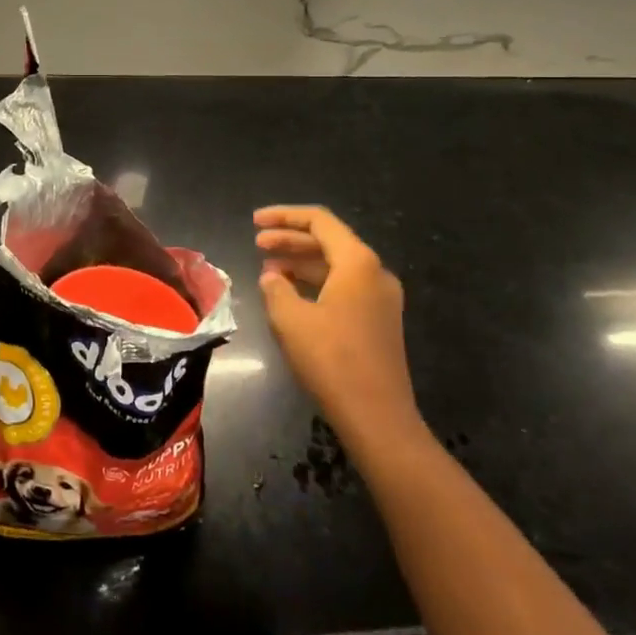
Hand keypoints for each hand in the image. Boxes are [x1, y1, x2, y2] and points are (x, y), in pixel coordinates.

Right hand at [254, 205, 425, 441]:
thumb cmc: (332, 360)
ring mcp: (381, 299)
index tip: (255, 222)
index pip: (319, 221)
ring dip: (301, 262)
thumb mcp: (291, 319)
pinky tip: (291, 295)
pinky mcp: (379, 321)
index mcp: (358, 263)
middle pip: (328, 241)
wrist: (378, 418)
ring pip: (335, 266)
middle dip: (290, 239)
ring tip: (268, 270)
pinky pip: (343, 287)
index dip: (284, 216)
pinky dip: (315, 283)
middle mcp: (375, 273)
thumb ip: (276, 288)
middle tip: (257, 244)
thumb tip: (272, 276)